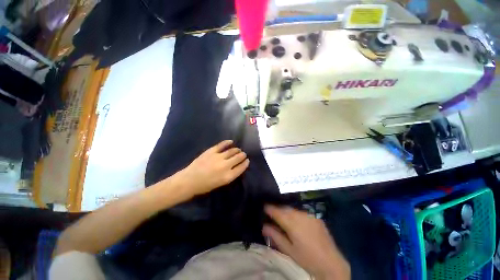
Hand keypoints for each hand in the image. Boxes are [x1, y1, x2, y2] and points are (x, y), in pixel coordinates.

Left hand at [177, 140, 249, 195]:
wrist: (189, 180)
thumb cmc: (205, 185)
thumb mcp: (221, 183)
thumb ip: (231, 174)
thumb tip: (237, 165)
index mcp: (228, 176)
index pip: (241, 167)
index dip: (245, 163)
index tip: (247, 160)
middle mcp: (225, 166)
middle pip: (238, 158)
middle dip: (242, 155)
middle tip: (243, 154)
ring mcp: (218, 157)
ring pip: (232, 151)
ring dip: (237, 150)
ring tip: (238, 149)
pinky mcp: (211, 151)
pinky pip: (222, 145)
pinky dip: (227, 142)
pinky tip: (231, 141)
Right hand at [263, 205, 349, 279]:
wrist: (331, 263)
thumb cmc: (307, 259)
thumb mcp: (289, 250)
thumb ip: (275, 236)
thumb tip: (264, 226)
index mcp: (293, 224)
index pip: (278, 212)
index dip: (270, 208)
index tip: (264, 207)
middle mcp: (301, 216)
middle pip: (285, 209)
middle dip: (278, 209)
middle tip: (272, 212)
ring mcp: (309, 216)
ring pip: (293, 210)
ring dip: (286, 211)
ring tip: (283, 216)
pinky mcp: (316, 218)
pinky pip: (302, 212)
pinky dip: (296, 214)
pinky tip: (296, 221)